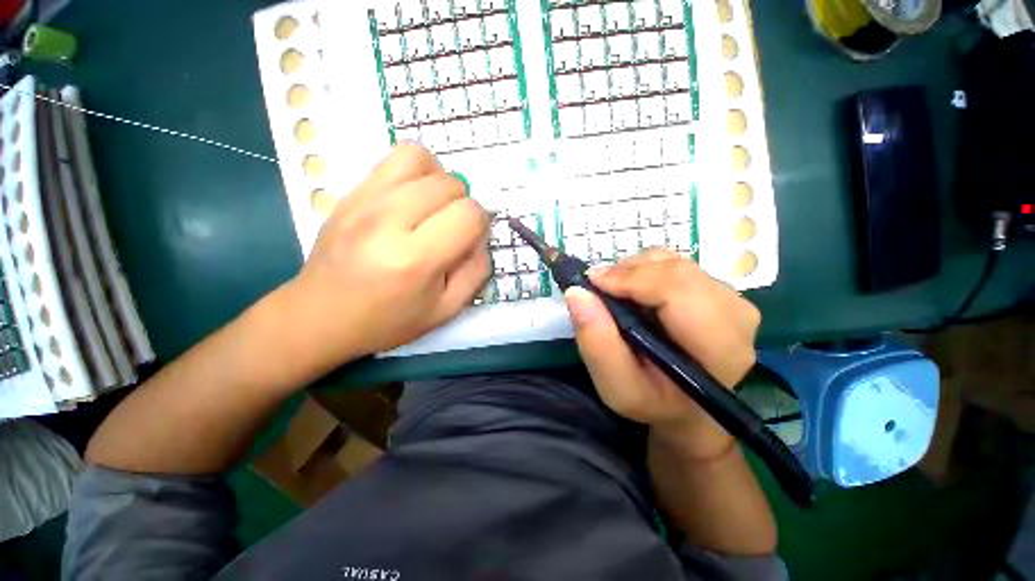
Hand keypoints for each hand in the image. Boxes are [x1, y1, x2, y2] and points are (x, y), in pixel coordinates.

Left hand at [280, 144, 489, 375]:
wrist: (321, 315)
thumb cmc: (388, 320)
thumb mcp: (446, 310)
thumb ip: (476, 271)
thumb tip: (480, 235)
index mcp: (415, 259)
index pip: (469, 214)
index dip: (480, 224)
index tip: (469, 240)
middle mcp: (388, 221)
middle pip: (450, 184)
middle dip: (462, 204)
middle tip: (450, 228)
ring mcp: (364, 201)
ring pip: (421, 158)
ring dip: (439, 180)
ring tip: (433, 206)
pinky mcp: (350, 192)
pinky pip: (393, 159)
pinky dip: (415, 173)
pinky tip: (410, 200)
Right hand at [564, 248, 759, 457]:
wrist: (687, 407)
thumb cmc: (652, 402)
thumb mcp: (616, 387)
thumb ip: (596, 343)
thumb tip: (577, 293)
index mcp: (719, 348)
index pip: (678, 291)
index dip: (631, 279)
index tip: (591, 282)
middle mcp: (736, 316)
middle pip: (677, 270)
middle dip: (629, 272)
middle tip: (598, 288)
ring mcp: (732, 299)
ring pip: (675, 262)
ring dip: (636, 270)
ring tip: (615, 293)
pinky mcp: (720, 291)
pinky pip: (677, 264)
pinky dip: (646, 270)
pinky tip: (635, 292)